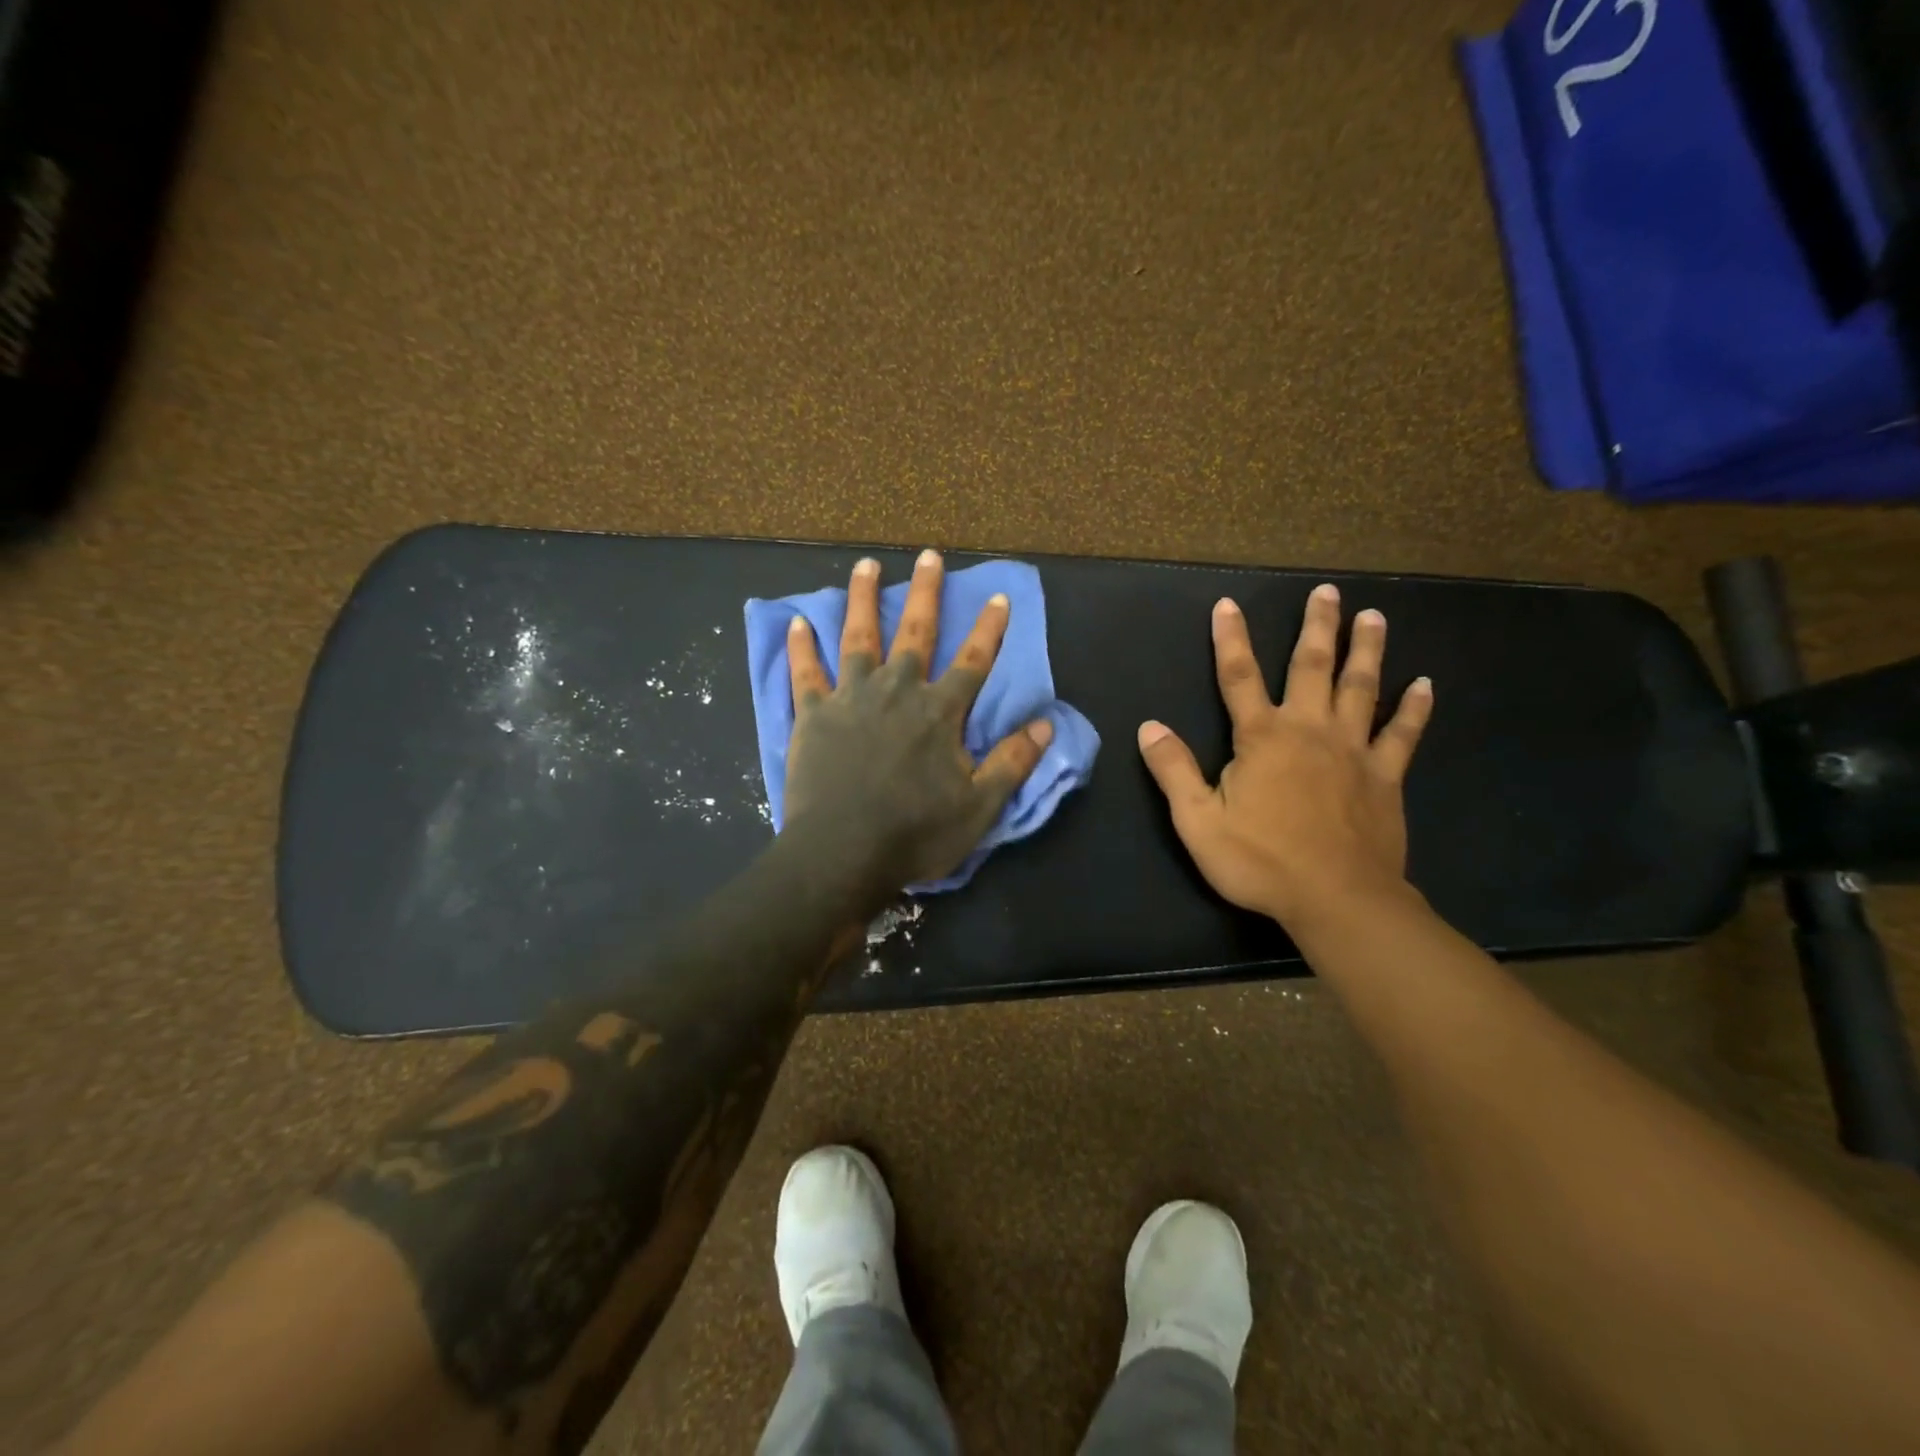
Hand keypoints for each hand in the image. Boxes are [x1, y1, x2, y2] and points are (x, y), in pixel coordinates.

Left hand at [783, 549, 1053, 898]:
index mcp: (939, 711)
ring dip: (862, 599)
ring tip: (864, 565)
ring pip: (858, 637)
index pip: (973, 661)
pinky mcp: (813, 715)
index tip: (998, 597)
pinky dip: (801, 648)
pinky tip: (796, 623)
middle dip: (925, 592)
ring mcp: (852, 698)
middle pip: (915, 632)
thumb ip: (1013, 762)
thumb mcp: (979, 806)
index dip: (989, 629)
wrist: (842, 854)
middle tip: (928, 555)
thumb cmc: (915, 833)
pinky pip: (806, 674)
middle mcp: (897, 690)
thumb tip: (1047, 724)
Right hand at [1137, 585, 1432, 929]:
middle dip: (1316, 627)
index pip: (1238, 677)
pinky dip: (1414, 709)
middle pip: (1312, 667)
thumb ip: (1174, 770)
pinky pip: (1402, 734)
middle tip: (1328, 591)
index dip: (1231, 639)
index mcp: (1262, 738)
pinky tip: (1425, 684)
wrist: (1337, 900)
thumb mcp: (1198, 821)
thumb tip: (1149, 726)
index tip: (1228, 604)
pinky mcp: (1385, 777)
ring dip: (1366, 650)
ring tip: (1374, 616)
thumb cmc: (1260, 861)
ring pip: (1362, 688)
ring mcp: (1353, 751)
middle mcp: (1309, 730)